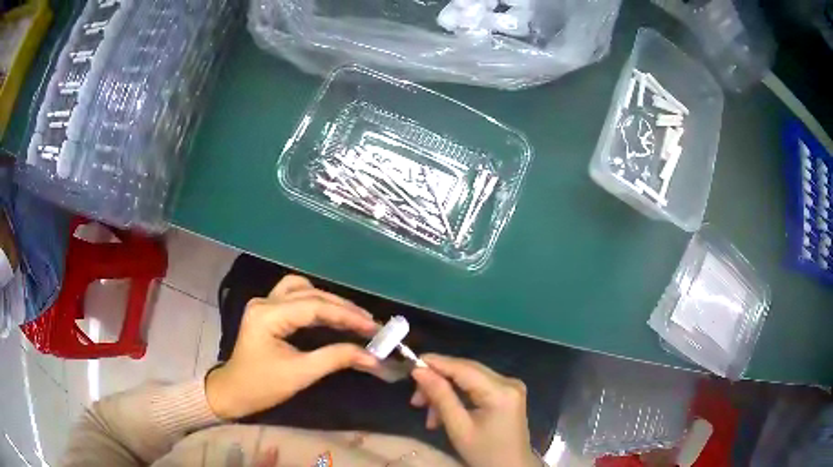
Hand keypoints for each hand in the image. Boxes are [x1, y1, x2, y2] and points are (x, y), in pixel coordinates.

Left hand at [205, 275, 379, 418]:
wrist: (234, 392)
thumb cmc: (263, 386)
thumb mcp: (300, 374)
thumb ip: (335, 359)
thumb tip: (371, 356)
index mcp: (268, 315)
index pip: (314, 307)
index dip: (347, 316)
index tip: (373, 327)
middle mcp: (265, 302)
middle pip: (310, 293)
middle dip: (342, 308)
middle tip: (369, 323)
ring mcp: (264, 304)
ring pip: (302, 289)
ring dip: (328, 300)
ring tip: (352, 316)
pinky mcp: (266, 311)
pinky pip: (294, 296)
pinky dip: (315, 302)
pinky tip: (330, 313)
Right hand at [411, 354, 539, 466]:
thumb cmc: (484, 453)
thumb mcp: (458, 428)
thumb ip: (440, 396)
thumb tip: (419, 371)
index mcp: (501, 391)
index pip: (463, 368)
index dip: (436, 363)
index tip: (411, 364)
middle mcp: (509, 381)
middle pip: (466, 371)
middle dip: (438, 382)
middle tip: (416, 400)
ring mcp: (510, 386)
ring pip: (469, 379)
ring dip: (446, 392)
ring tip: (429, 416)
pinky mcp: (507, 392)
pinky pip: (477, 386)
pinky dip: (458, 397)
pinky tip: (444, 414)